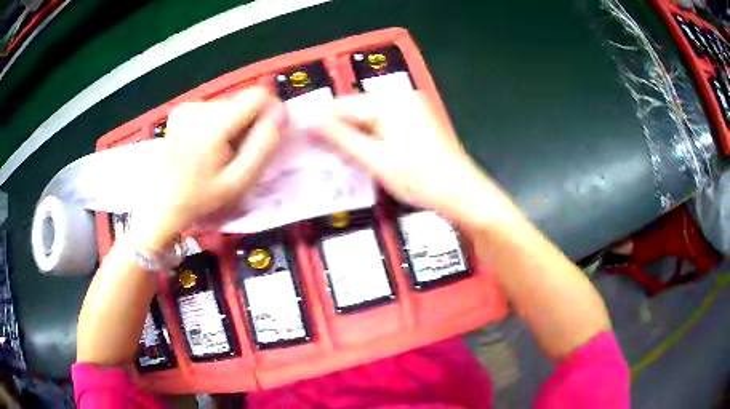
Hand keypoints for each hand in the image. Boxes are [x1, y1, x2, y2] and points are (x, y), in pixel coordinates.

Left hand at [135, 87, 283, 249]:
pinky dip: (219, 126)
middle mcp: (199, 107)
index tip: (270, 134)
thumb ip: (263, 146)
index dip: (270, 112)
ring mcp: (187, 108)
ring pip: (229, 106)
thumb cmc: (199, 199)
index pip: (257, 96)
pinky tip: (209, 148)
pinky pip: (214, 111)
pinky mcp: (181, 112)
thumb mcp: (237, 181)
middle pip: (242, 101)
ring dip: (234, 126)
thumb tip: (281, 115)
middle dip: (249, 124)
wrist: (159, 206)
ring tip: (223, 154)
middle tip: (241, 154)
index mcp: (212, 124)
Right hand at [317, 92, 514, 226]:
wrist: (461, 192)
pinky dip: (373, 135)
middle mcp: (401, 96)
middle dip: (339, 128)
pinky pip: (386, 122)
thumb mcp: (374, 159)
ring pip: (371, 116)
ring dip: (355, 133)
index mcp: (388, 102)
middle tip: (320, 150)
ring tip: (339, 154)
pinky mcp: (420, 119)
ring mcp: (413, 106)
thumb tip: (310, 122)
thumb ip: (340, 138)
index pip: (342, 106)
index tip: (303, 137)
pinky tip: (366, 152)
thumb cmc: (418, 178)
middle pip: (357, 109)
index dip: (321, 121)